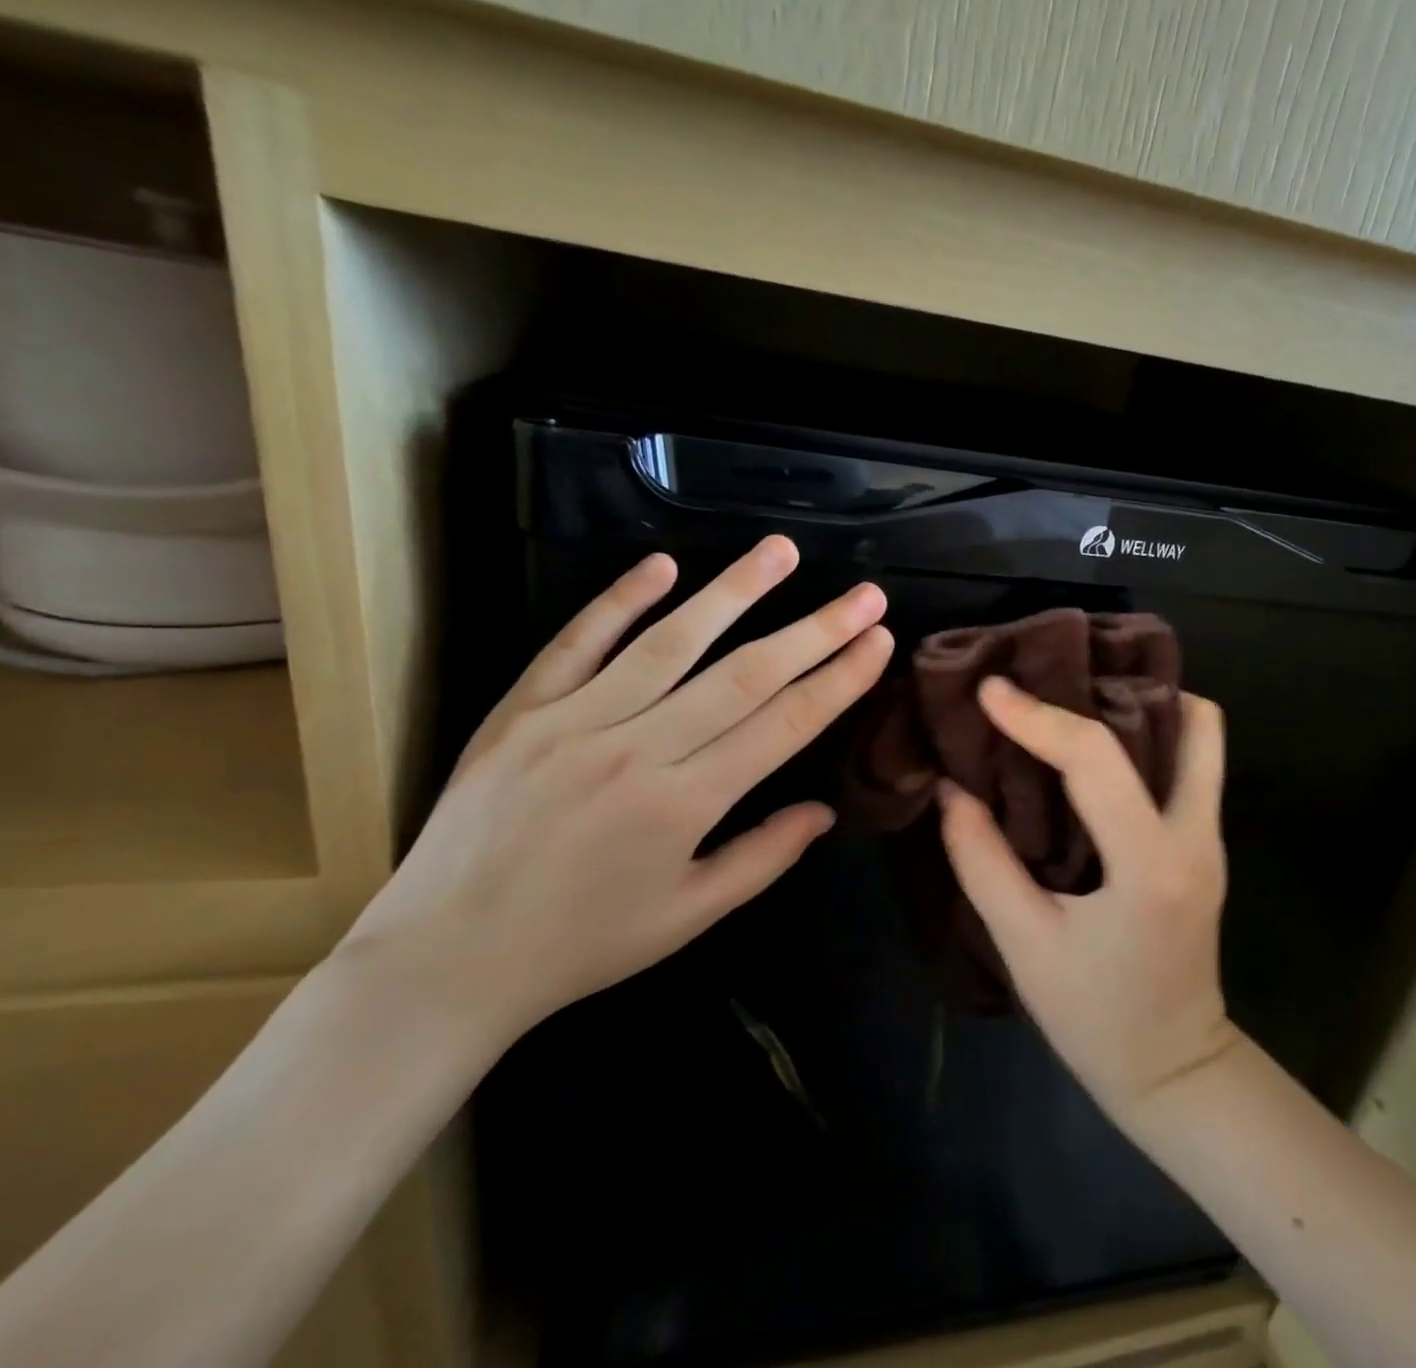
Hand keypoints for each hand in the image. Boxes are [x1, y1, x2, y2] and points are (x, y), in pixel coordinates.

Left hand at [334, 535, 892, 1049]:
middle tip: (864, 594)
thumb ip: (763, 857)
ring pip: (669, 642)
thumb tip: (825, 811)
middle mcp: (637, 750)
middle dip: (815, 630)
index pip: (783, 725)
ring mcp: (573, 721)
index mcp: (684, 805)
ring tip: (782, 551)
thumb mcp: (687, 917)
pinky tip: (664, 564)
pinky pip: (578, 642)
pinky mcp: (521, 710)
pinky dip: (621, 600)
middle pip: (744, 675)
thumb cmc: (581, 945)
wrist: (442, 961)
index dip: (838, 679)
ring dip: (734, 592)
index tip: (877, 640)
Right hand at [938, 676, 1241, 1117]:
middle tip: (1049, 676)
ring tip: (1074, 698)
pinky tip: (1094, 745)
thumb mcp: (1024, 945)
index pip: (1095, 759)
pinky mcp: (1207, 842)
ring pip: (1201, 736)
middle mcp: (1195, 836)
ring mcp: (1211, 837)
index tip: (990, 689)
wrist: (1174, 1069)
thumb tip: (951, 788)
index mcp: (1149, 865)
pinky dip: (1148, 733)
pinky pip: (1190, 762)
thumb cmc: (1095, 1016)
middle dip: (1114, 688)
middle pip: (1187, 722)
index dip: (1036, 717)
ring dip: (1142, 704)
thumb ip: (982, 860)